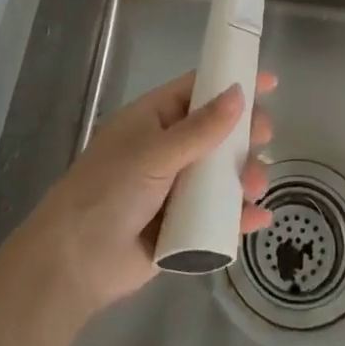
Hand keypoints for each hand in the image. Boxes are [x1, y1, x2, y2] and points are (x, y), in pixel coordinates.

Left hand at [20, 70, 275, 318]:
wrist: (74, 263)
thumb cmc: (108, 191)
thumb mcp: (154, 154)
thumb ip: (200, 128)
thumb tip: (238, 93)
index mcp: (154, 119)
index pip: (198, 90)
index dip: (232, 82)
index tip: (270, 82)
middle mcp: (168, 149)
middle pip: (217, 132)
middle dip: (245, 133)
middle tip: (266, 138)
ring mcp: (176, 188)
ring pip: (222, 174)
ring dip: (246, 175)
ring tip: (256, 185)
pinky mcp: (183, 227)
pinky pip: (219, 215)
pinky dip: (241, 216)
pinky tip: (260, 217)